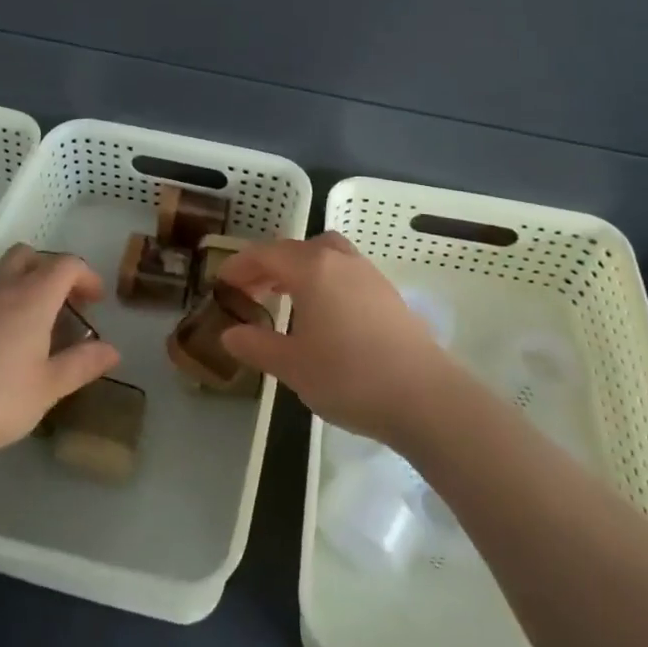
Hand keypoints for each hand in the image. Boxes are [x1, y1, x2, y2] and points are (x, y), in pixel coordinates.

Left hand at [0, 244, 120, 465]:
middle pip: (29, 255)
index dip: (86, 276)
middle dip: (52, 270)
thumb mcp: (46, 388)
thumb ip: (81, 365)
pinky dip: (4, 305)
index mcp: (32, 298)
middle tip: (66, 303)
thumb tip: (112, 350)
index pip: (65, 265)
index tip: (96, 302)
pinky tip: (5, 346)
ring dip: (27, 286)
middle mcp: (2, 290)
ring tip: (38, 328)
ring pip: (4, 274)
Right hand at [219, 232, 453, 446]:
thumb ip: (257, 346)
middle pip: (297, 249)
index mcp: (312, 268)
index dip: (240, 265)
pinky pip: (344, 271)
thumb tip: (229, 334)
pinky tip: (321, 313)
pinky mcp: (388, 294)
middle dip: (268, 264)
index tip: (221, 282)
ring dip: (299, 268)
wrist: (425, 397)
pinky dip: (323, 279)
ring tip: (284, 296)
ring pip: (325, 255)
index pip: (266, 254)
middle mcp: (340, 261)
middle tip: (250, 290)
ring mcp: (368, 274)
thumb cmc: (349, 377)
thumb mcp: (292, 366)